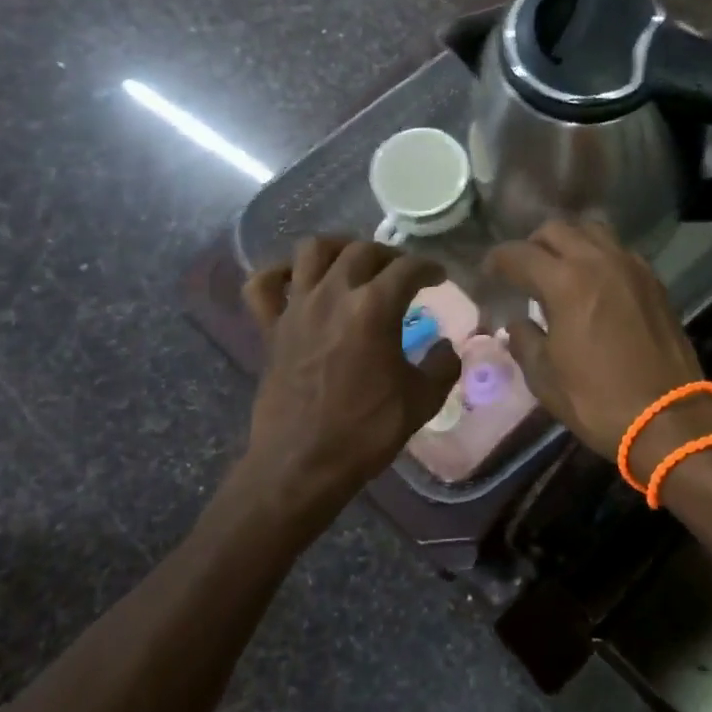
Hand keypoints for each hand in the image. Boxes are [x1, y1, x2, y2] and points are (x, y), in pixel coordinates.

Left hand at [236, 237, 460, 535]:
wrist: (302, 464)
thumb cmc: (366, 431)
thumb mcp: (421, 400)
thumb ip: (443, 365)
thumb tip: (447, 348)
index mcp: (374, 307)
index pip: (408, 268)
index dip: (429, 267)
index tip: (439, 276)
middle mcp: (334, 294)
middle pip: (363, 250)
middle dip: (389, 255)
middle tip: (402, 272)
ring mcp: (297, 307)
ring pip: (313, 250)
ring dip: (338, 247)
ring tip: (353, 261)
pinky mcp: (270, 327)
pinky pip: (263, 284)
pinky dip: (278, 273)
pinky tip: (297, 280)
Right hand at [484, 221, 711, 459]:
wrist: (668, 418)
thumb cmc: (598, 400)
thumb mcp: (545, 378)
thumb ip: (524, 340)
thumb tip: (518, 323)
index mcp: (566, 282)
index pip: (519, 254)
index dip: (497, 260)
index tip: (489, 273)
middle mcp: (599, 261)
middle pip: (556, 230)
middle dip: (532, 245)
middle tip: (524, 271)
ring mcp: (631, 266)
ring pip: (592, 231)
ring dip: (569, 242)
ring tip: (560, 269)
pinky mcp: (653, 280)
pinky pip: (619, 250)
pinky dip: (599, 255)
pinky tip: (595, 282)